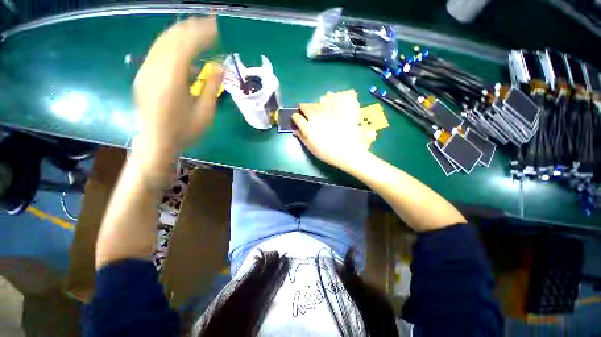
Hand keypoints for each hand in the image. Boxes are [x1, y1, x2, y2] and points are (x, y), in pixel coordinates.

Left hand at [133, 17, 222, 165]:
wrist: (156, 141)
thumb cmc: (184, 131)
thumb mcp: (205, 114)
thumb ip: (212, 88)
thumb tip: (219, 67)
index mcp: (171, 82)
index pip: (184, 47)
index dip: (201, 35)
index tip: (216, 29)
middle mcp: (154, 71)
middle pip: (171, 39)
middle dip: (191, 28)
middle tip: (209, 24)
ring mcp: (145, 71)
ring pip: (162, 42)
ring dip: (181, 33)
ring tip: (199, 30)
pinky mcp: (143, 74)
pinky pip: (158, 52)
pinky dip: (173, 45)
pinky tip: (186, 50)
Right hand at [292, 99, 366, 168]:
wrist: (345, 150)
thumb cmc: (326, 152)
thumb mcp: (311, 148)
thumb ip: (302, 138)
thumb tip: (295, 131)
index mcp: (307, 128)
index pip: (297, 117)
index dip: (294, 116)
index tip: (295, 118)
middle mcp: (315, 118)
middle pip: (305, 107)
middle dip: (302, 107)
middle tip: (302, 109)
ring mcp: (325, 114)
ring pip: (316, 105)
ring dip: (312, 105)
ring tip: (312, 109)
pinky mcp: (335, 113)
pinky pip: (326, 106)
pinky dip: (322, 107)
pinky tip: (323, 110)